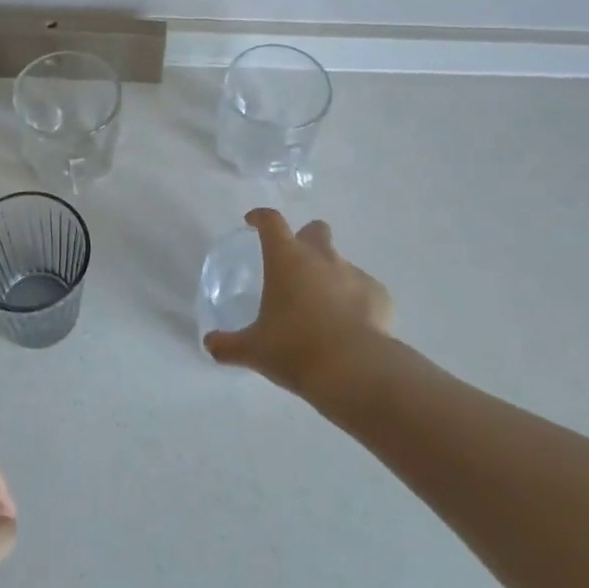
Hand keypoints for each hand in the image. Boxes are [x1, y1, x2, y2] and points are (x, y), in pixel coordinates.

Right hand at [203, 209, 391, 395]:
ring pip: (341, 263)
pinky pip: (364, 290)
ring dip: (330, 276)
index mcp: (286, 259)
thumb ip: (228, 345)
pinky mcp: (379, 295)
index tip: (253, 222)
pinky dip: (356, 302)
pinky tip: (350, 327)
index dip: (261, 218)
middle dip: (306, 239)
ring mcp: (354, 274)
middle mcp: (322, 257)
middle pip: (316, 230)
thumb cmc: (294, 349)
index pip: (271, 222)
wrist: (354, 370)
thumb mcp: (253, 350)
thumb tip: (209, 344)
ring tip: (322, 309)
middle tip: (295, 265)